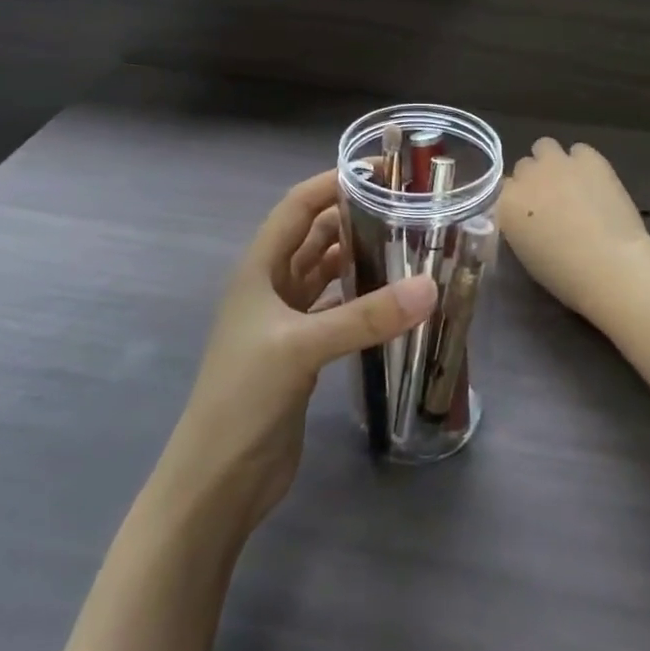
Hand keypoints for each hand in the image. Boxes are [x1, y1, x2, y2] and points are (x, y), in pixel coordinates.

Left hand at [161, 171, 436, 531]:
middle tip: (407, 210)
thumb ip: (366, 316)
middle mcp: (271, 288)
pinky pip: (336, 310)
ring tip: (408, 246)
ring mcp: (286, 322)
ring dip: (359, 258)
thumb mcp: (302, 347)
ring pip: (327, 274)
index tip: (379, 173)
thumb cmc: (244, 397)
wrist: (219, 478)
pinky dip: (362, 299)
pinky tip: (393, 299)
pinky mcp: (301, 353)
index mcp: (259, 270)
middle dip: (354, 218)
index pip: (297, 208)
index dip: (331, 183)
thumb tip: (430, 287)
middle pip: (314, 237)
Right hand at [498, 139, 649, 323]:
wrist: (610, 264)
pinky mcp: (589, 158)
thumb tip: (528, 217)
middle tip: (551, 198)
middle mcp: (526, 176)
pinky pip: (579, 150)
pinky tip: (594, 180)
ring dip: (553, 161)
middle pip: (524, 166)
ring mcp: (558, 163)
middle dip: (534, 178)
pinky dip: (583, 161)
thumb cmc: (565, 274)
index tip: (529, 212)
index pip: (503, 189)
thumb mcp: (526, 253)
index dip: (518, 199)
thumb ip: (520, 226)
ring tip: (570, 182)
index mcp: (506, 204)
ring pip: (544, 146)